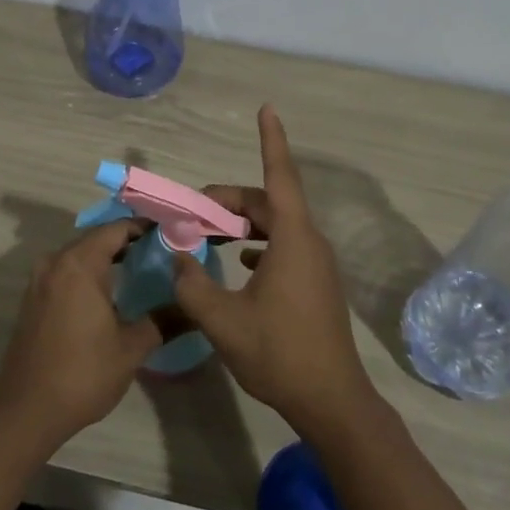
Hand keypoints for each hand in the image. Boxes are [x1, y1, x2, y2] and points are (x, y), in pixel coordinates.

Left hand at [0, 219, 160, 451]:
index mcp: (79, 264)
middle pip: (96, 238)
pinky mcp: (33, 298)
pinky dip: (88, 272)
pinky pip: (66, 271)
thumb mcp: (131, 348)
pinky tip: (109, 291)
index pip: (116, 229)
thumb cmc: (83, 374)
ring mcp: (40, 280)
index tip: (170, 232)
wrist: (26, 410)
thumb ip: (163, 321)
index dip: (144, 227)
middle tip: (160, 250)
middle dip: (127, 241)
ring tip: (140, 268)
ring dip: (106, 257)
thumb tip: (193, 308)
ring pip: (79, 255)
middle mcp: (55, 262)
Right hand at [172, 105, 378, 435]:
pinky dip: (257, 242)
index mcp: (293, 239)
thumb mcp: (222, 320)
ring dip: (242, 223)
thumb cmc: (279, 353)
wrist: (332, 402)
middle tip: (192, 212)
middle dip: (229, 199)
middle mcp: (309, 243)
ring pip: (275, 225)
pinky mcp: (315, 284)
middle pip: (268, 202)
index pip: (279, 176)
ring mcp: (315, 264)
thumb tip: (178, 257)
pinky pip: (283, 246)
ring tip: (208, 232)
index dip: (271, 140)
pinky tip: (238, 259)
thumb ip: (192, 283)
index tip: (267, 108)